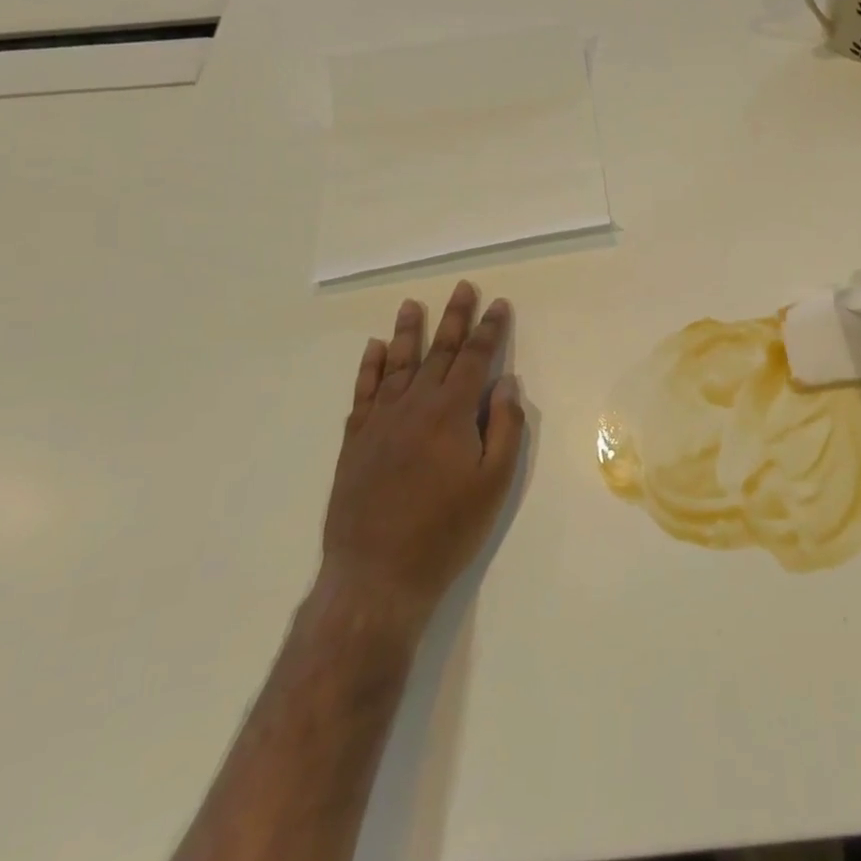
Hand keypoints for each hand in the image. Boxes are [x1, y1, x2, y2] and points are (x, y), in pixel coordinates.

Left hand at [319, 282, 524, 632]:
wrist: (377, 573)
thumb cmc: (447, 529)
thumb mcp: (493, 482)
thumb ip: (503, 426)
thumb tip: (505, 381)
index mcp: (451, 412)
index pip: (476, 358)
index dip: (490, 329)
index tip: (498, 304)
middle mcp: (414, 404)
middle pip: (439, 351)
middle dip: (454, 318)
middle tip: (463, 288)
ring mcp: (380, 420)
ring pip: (397, 363)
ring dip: (407, 332)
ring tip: (413, 305)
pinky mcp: (355, 439)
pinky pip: (364, 391)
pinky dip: (369, 366)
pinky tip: (374, 348)